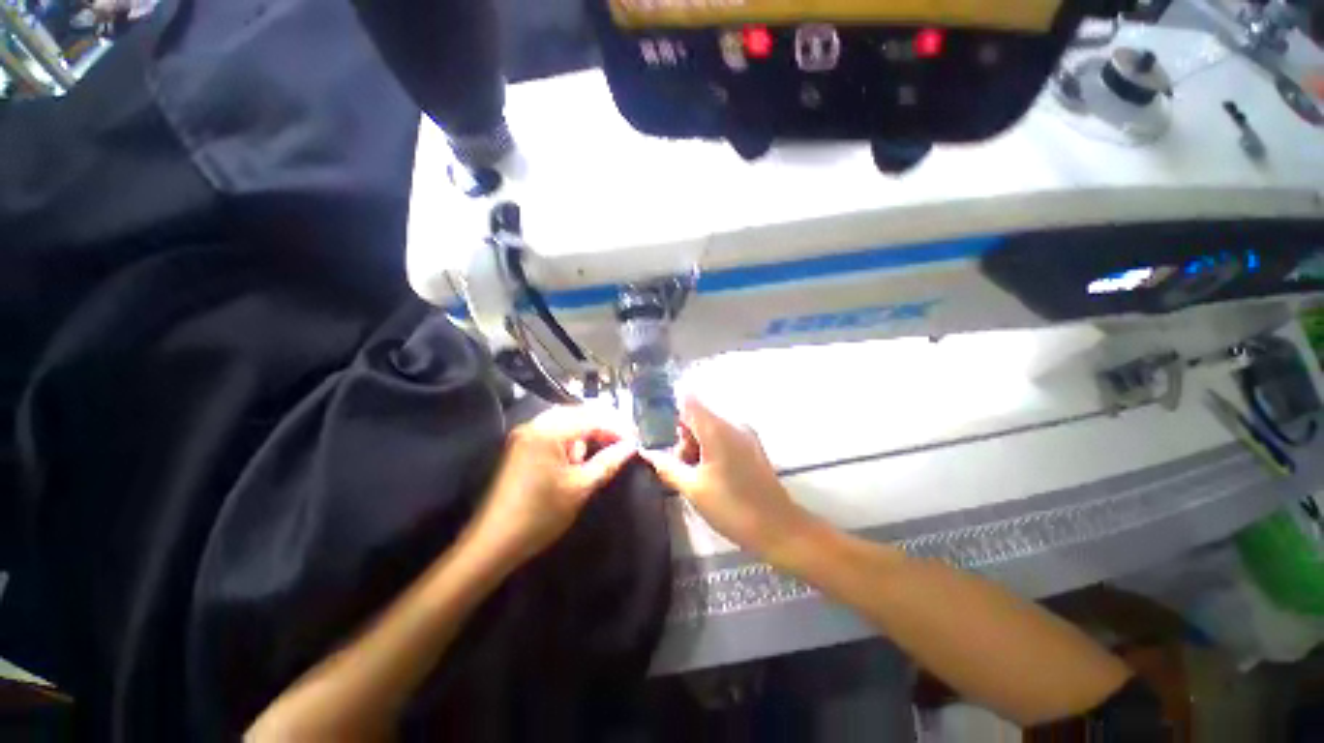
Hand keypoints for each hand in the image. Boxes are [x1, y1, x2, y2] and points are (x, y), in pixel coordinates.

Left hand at [470, 406, 636, 564]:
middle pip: (579, 413)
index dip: (617, 428)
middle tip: (624, 442)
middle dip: (604, 425)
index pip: (592, 418)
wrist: (494, 541)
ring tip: (607, 448)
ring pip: (568, 420)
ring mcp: (527, 434)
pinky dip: (573, 438)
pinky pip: (555, 431)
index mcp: (549, 432)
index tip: (635, 441)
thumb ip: (609, 462)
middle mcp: (536, 424)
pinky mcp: (523, 445)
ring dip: (589, 430)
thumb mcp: (581, 487)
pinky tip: (581, 454)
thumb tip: (631, 446)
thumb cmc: (541, 515)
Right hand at [641, 397, 816, 560]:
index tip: (658, 431)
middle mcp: (732, 423)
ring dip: (696, 446)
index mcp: (716, 428)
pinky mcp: (750, 445)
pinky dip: (710, 450)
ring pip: (708, 428)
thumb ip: (667, 466)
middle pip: (697, 415)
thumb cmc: (732, 507)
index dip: (669, 409)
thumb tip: (646, 453)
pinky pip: (722, 437)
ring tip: (696, 477)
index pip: (687, 399)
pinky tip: (710, 476)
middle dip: (682, 437)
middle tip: (681, 467)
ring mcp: (744, 433)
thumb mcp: (693, 488)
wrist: (778, 527)